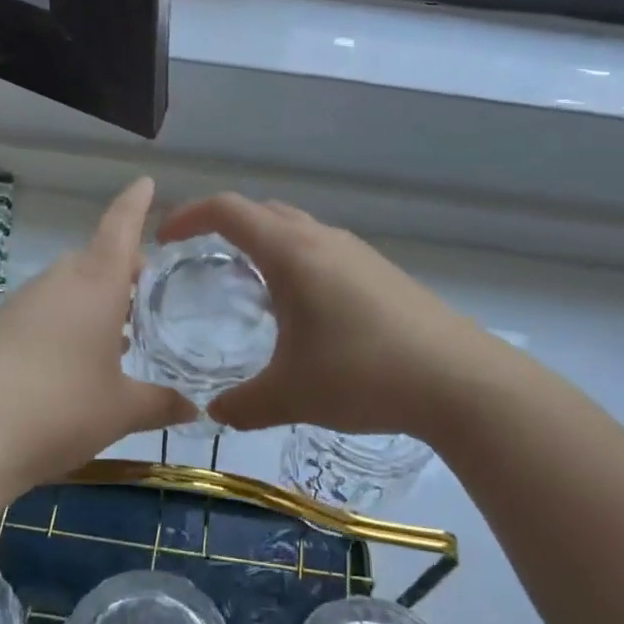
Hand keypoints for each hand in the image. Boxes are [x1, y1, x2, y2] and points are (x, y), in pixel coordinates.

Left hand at [0, 177, 194, 496]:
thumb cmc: (61, 409)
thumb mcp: (120, 410)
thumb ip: (160, 403)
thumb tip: (192, 408)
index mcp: (96, 283)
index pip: (120, 227)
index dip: (135, 203)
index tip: (146, 182)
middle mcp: (57, 282)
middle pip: (94, 259)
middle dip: (120, 269)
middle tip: (143, 294)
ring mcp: (19, 304)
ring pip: (66, 287)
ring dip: (91, 300)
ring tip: (113, 336)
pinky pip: (40, 312)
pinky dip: (62, 323)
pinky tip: (68, 363)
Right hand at [156, 194, 489, 438]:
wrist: (458, 379)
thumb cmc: (363, 374)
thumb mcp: (291, 395)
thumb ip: (243, 405)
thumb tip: (215, 413)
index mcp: (290, 252)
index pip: (227, 210)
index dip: (188, 216)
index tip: (165, 240)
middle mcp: (321, 238)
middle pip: (261, 211)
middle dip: (223, 226)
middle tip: (200, 260)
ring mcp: (356, 251)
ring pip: (295, 228)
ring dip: (263, 243)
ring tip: (246, 285)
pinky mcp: (380, 271)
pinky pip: (322, 249)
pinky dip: (295, 260)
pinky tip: (301, 309)